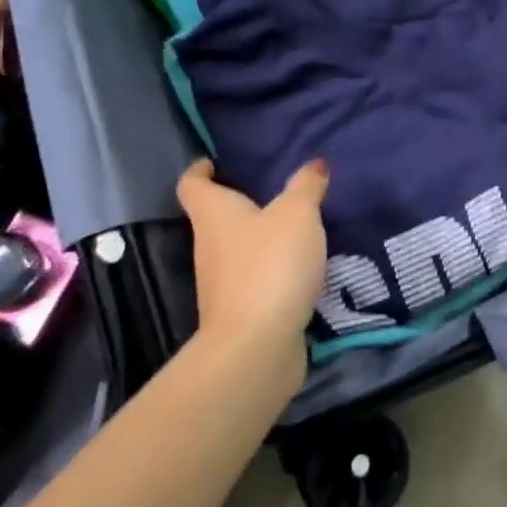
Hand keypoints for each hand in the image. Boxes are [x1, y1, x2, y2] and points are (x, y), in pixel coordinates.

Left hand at [175, 159, 329, 387]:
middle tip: (275, 192)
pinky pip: (255, 278)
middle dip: (240, 204)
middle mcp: (209, 246)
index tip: (215, 162)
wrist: (257, 344)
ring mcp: (221, 282)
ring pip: (237, 249)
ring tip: (297, 228)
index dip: (201, 170)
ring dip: (260, 239)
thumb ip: (306, 187)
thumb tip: (313, 164)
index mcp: (214, 215)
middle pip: (216, 218)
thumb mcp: (298, 215)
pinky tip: (301, 267)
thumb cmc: (270, 265)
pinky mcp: (241, 310)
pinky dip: (273, 269)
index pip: (192, 184)